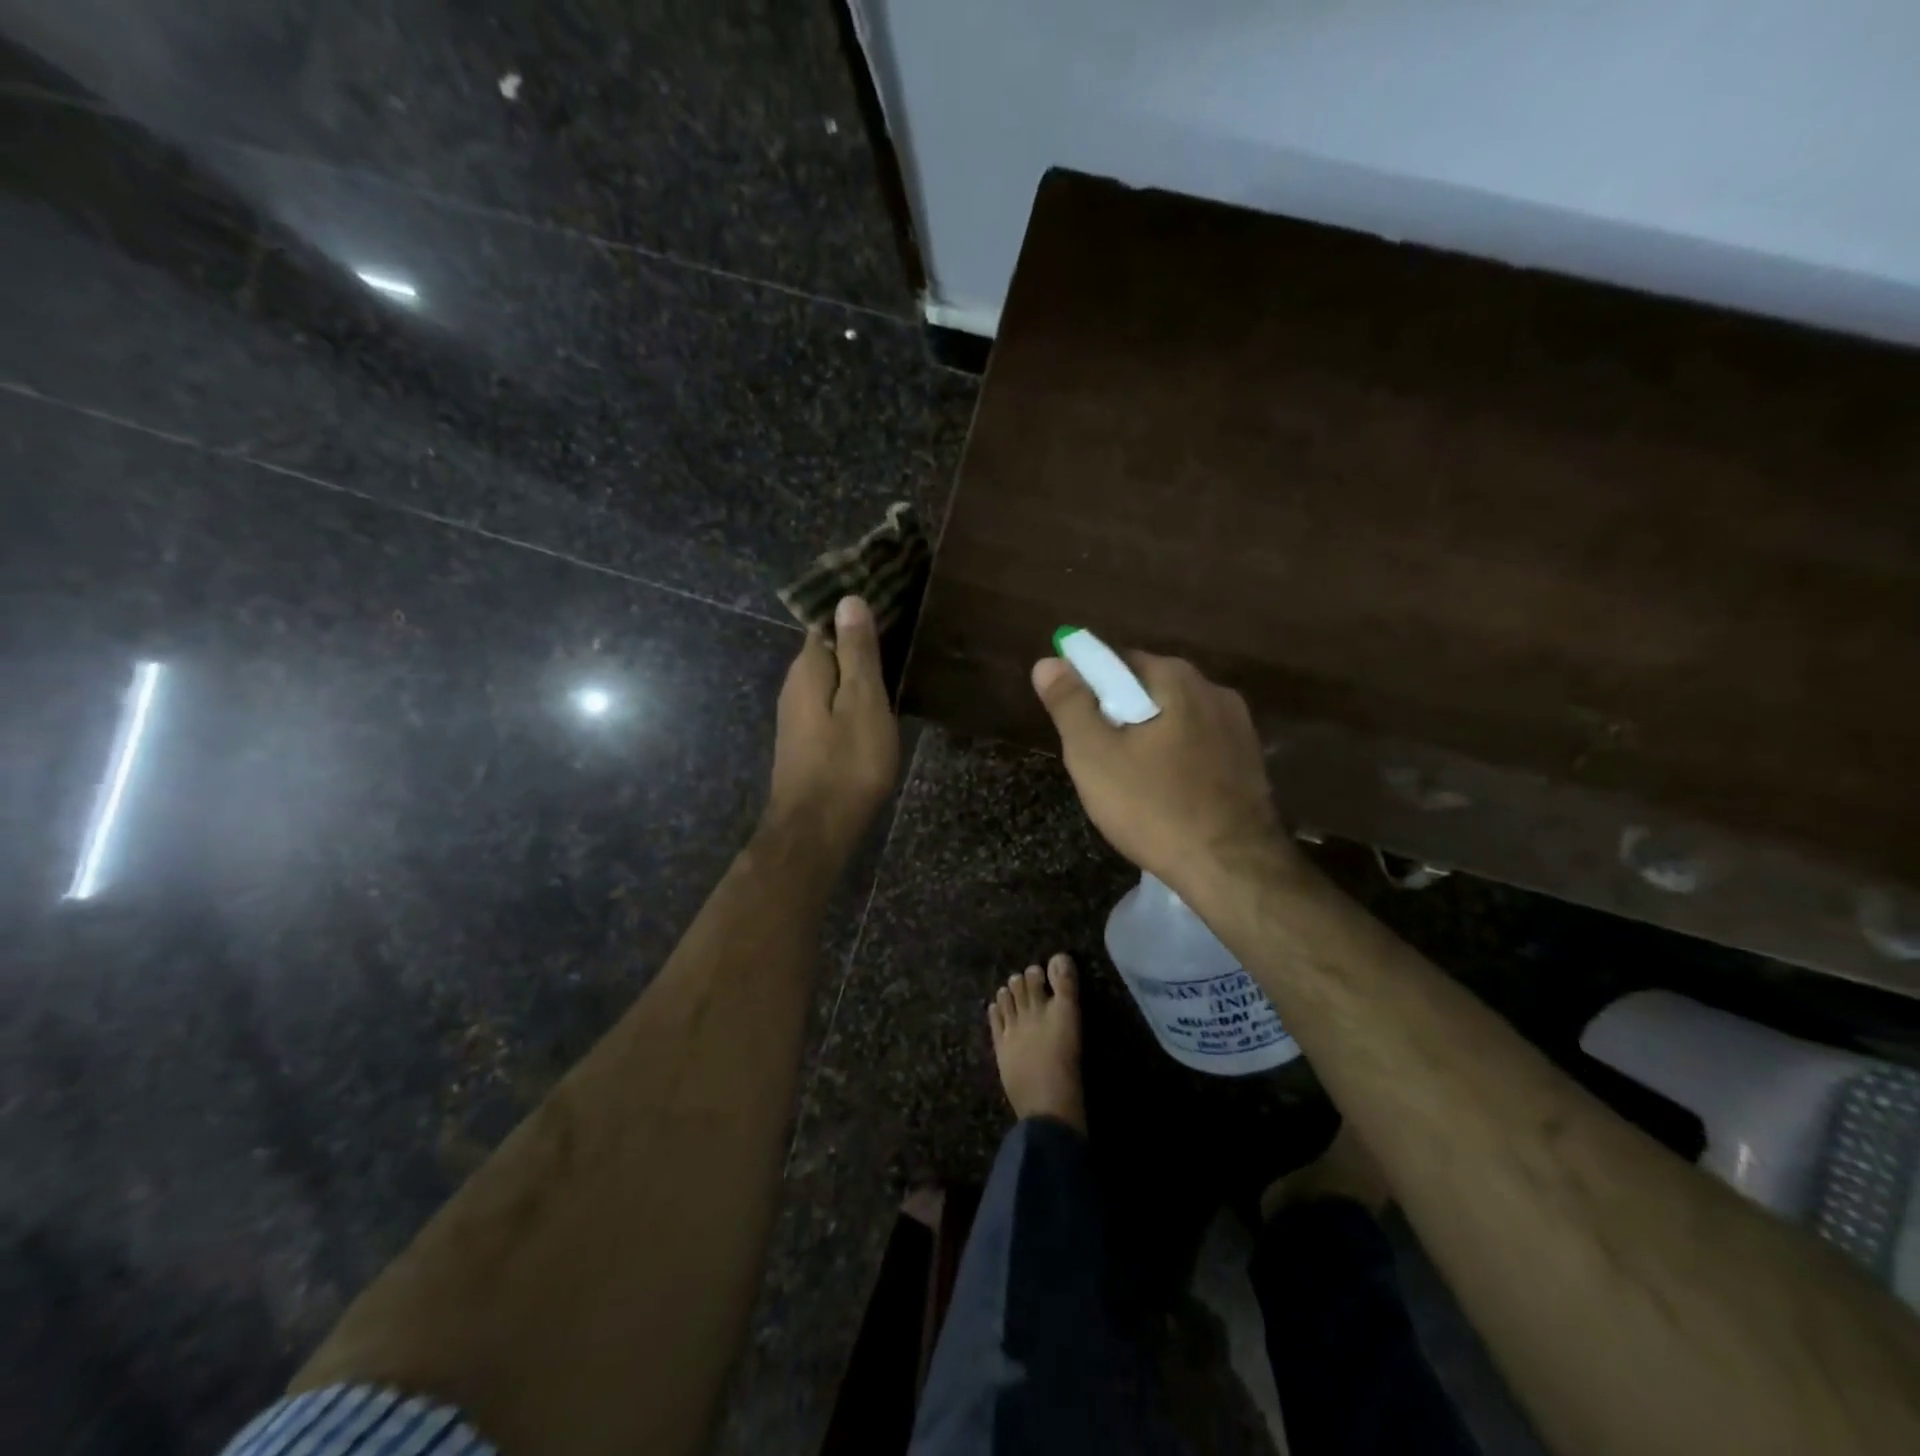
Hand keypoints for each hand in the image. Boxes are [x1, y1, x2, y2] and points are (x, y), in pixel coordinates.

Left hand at [764, 596, 899, 851]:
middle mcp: (795, 686)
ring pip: (829, 678)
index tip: (886, 597)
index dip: (852, 610)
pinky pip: (830, 702)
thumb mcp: (863, 702)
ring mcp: (797, 715)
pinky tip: (875, 701)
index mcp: (808, 669)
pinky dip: (851, 695)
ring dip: (856, 669)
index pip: (825, 622)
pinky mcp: (806, 740)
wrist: (816, 830)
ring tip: (895, 659)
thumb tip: (847, 599)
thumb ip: (857, 652)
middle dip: (856, 638)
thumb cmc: (847, 764)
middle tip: (901, 627)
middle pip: (827, 650)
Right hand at [1030, 650, 1292, 894]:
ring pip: (1175, 721)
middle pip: (1149, 691)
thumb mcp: (1094, 755)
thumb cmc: (1153, 807)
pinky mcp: (1250, 762)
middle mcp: (1215, 691)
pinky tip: (1165, 796)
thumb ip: (1069, 704)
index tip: (1076, 724)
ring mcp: (1239, 728)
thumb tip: (1048, 662)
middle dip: (1119, 716)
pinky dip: (1176, 761)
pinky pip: (1198, 747)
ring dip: (1149, 739)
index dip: (1089, 688)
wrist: (1231, 869)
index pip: (1119, 662)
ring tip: (1130, 784)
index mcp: (1178, 679)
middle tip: (1097, 760)